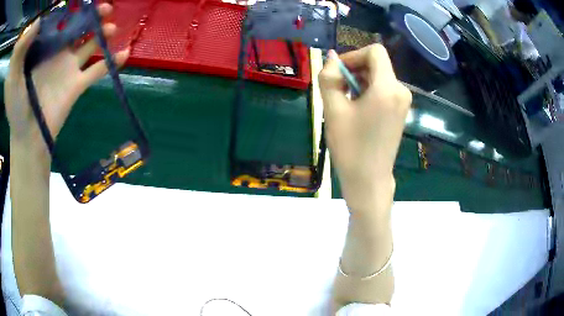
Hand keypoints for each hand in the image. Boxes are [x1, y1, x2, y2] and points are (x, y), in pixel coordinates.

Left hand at [4, 3, 128, 149]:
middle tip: (106, 7)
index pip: (62, 22)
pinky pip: (97, 71)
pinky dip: (111, 62)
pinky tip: (125, 53)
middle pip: (79, 29)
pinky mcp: (76, 86)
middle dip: (93, 17)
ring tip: (112, 26)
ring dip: (103, 34)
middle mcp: (58, 53)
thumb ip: (23, 50)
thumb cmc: (16, 109)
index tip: (84, 1)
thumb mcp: (15, 76)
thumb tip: (37, 22)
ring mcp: (68, 69)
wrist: (27, 139)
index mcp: (44, 48)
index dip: (74, 10)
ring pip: (90, 45)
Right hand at [319, 45, 411, 213]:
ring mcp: (403, 102)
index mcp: (388, 88)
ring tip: (345, 103)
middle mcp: (401, 90)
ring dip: (359, 82)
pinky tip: (357, 110)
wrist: (369, 180)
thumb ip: (329, 78)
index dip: (353, 56)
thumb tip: (332, 58)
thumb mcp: (333, 110)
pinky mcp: (401, 111)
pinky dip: (368, 91)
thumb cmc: (350, 147)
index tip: (338, 73)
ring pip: (379, 76)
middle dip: (354, 70)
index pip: (374, 51)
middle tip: (337, 91)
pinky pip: (384, 89)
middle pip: (376, 64)